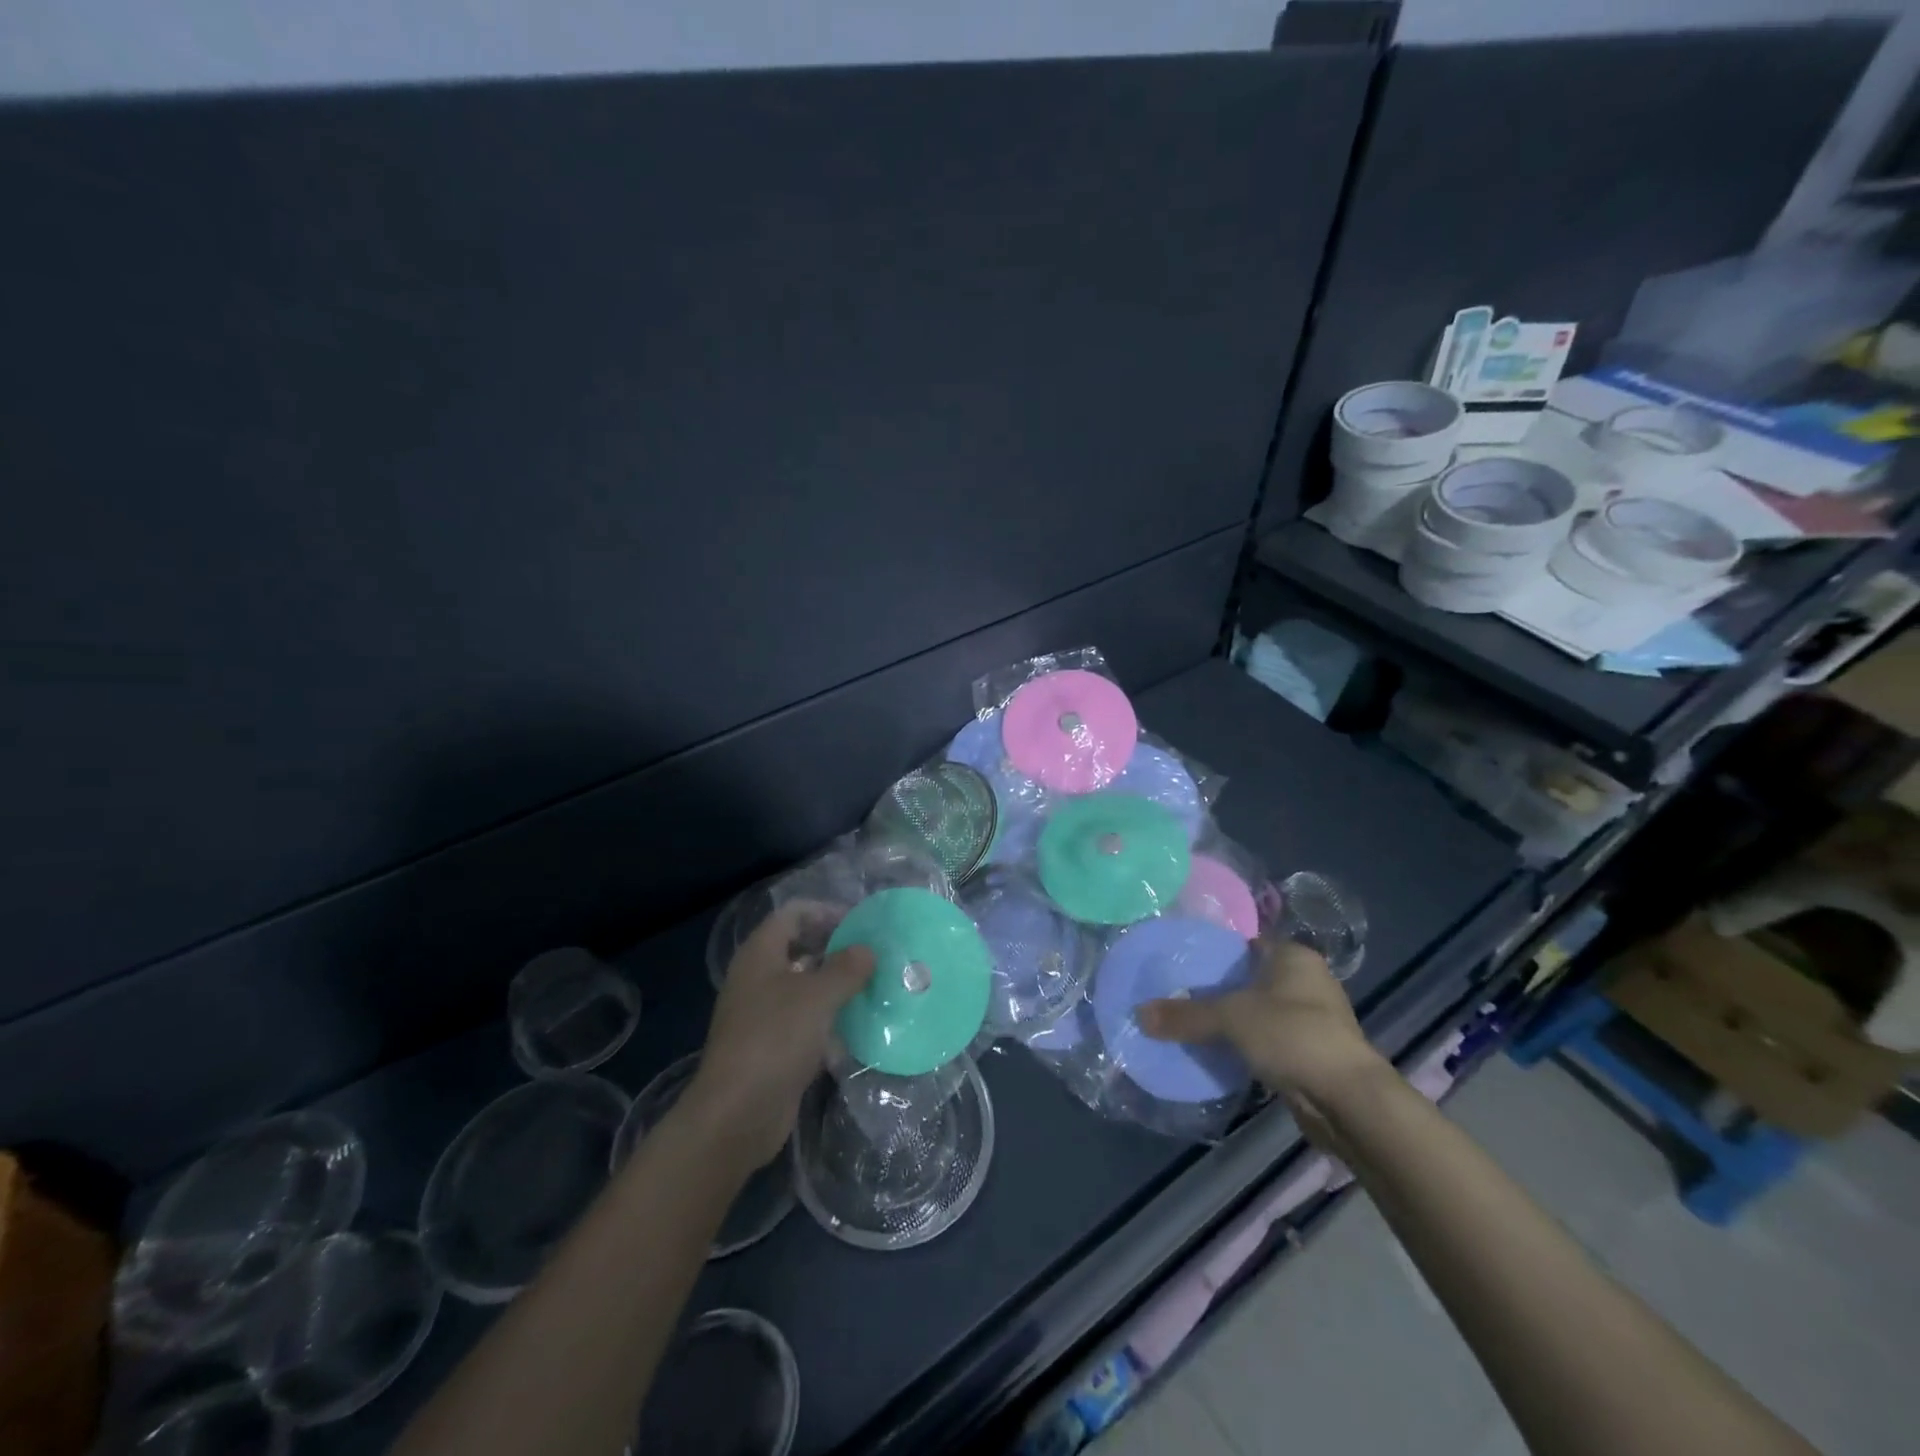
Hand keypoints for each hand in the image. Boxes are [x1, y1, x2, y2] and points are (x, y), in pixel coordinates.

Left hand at [681, 902, 875, 1171]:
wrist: (736, 1115)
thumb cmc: (775, 1040)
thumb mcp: (817, 997)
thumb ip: (846, 968)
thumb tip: (867, 950)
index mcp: (760, 954)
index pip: (793, 914)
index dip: (826, 911)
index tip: (861, 923)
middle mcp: (758, 978)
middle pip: (799, 948)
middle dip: (836, 949)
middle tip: (873, 956)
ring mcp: (762, 1014)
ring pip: (804, 986)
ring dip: (836, 986)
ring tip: (874, 988)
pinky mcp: (771, 1046)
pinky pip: (805, 1020)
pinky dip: (829, 1019)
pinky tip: (858, 1027)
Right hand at [1138, 939, 1386, 1129]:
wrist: (1349, 1101)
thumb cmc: (1293, 1036)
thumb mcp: (1230, 1019)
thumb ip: (1184, 1016)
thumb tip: (1138, 1014)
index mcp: (1293, 957)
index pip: (1245, 942)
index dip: (1213, 950)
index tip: (1179, 959)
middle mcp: (1307, 981)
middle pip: (1250, 978)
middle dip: (1218, 988)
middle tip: (1176, 992)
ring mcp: (1314, 1019)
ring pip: (1259, 1012)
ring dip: (1233, 1021)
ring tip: (1190, 1023)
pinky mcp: (1312, 1054)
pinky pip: (1268, 1041)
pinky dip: (1247, 1046)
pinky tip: (1219, 1053)